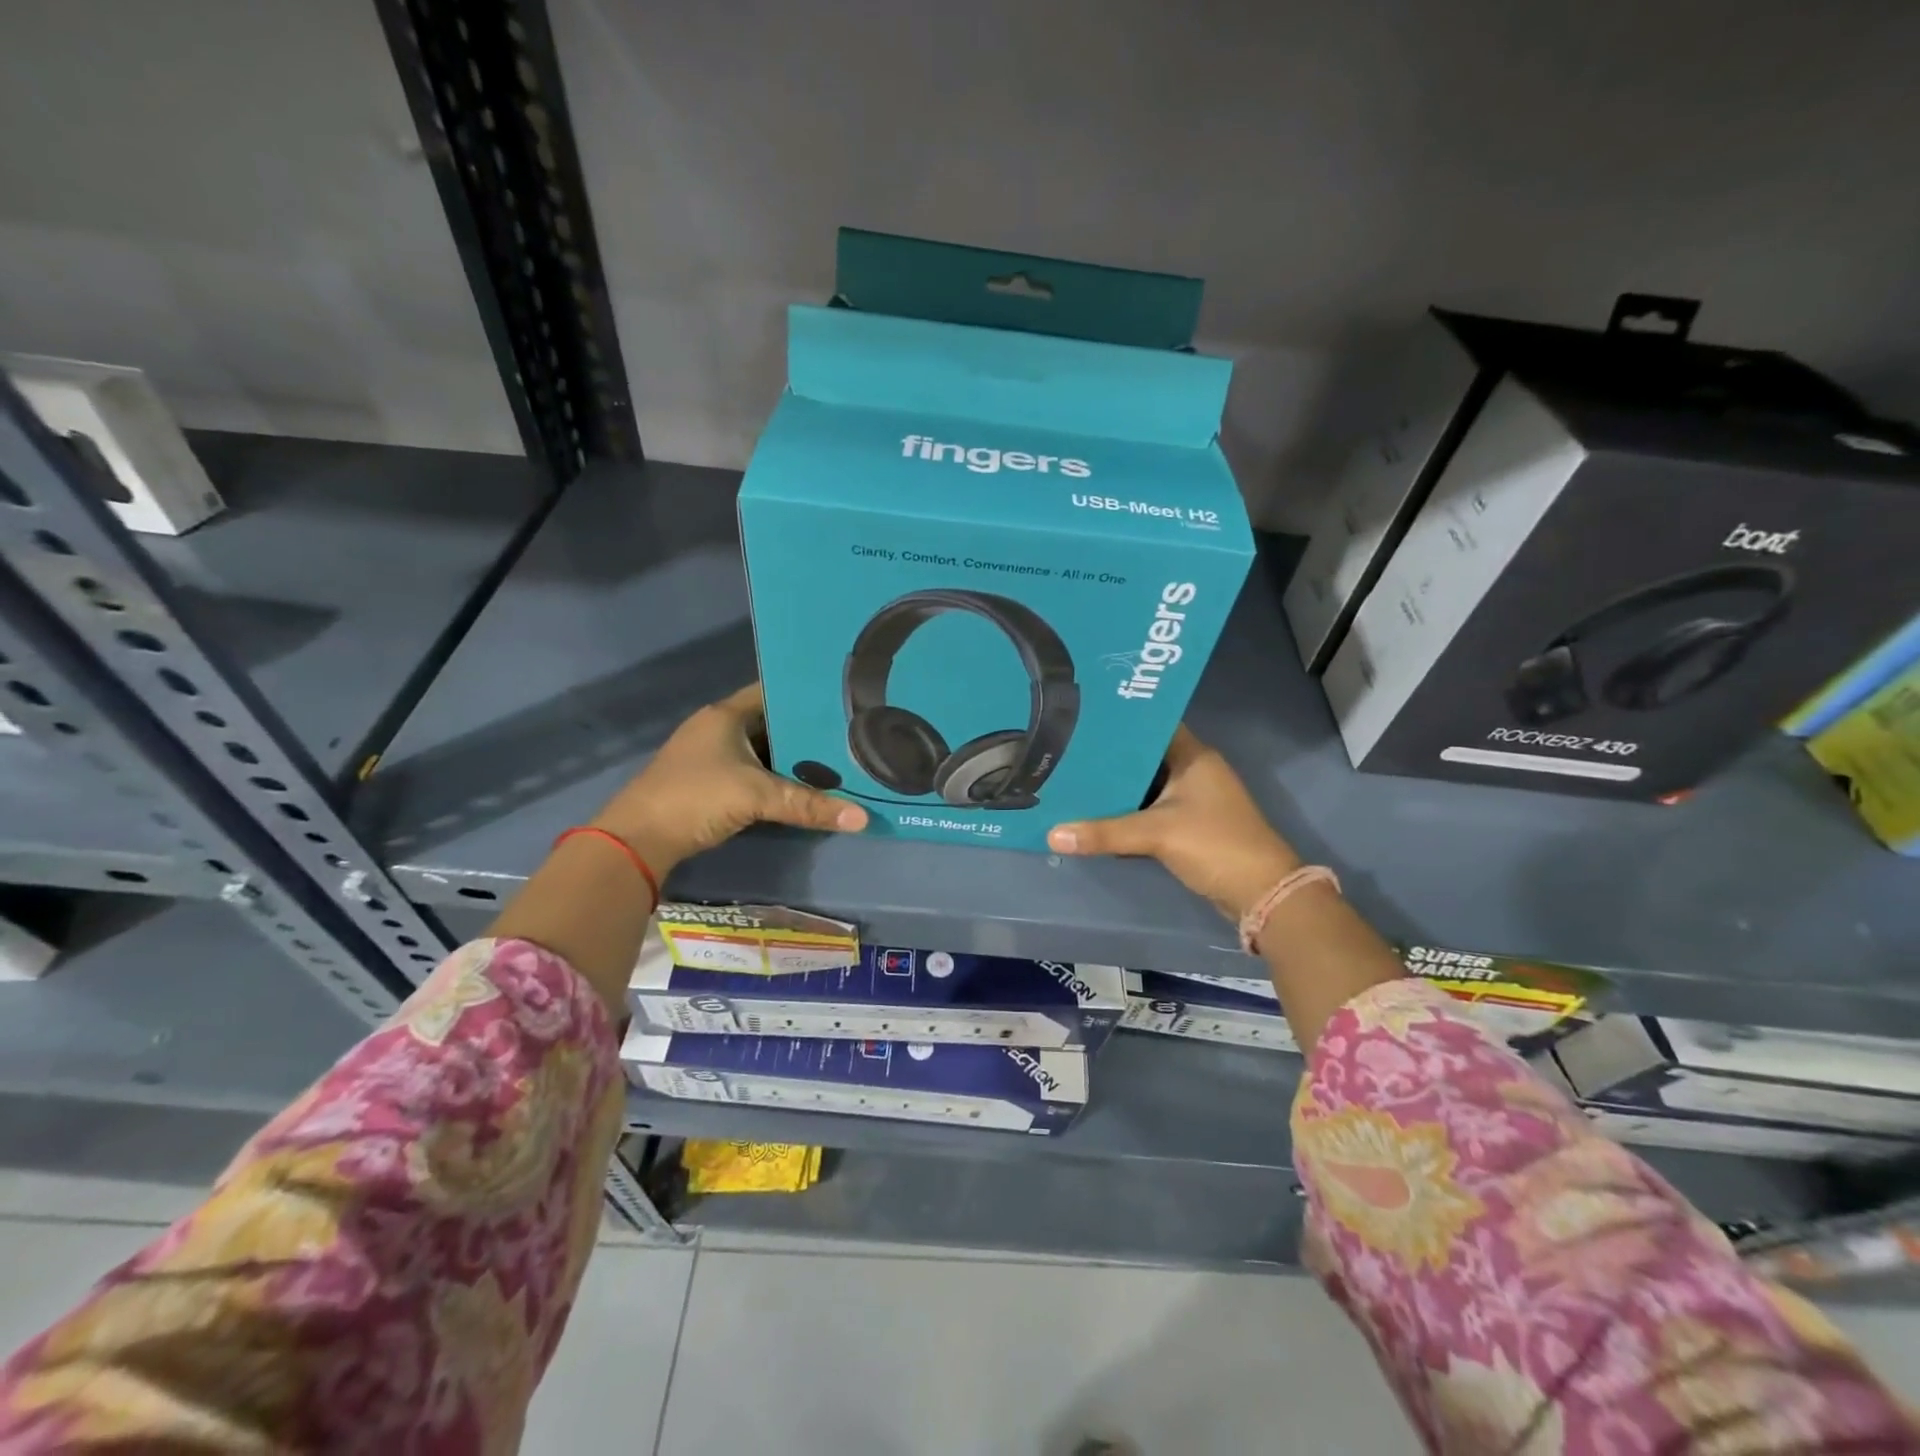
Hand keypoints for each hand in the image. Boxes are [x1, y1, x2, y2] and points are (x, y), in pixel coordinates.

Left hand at [590, 684, 866, 871]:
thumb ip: (808, 805)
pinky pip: (754, 772)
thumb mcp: (757, 796)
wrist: (638, 840)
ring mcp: (712, 757)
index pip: (773, 692)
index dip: (805, 695)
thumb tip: (862, 817)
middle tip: (850, 735)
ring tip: (838, 760)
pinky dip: (777, 778)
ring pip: (764, 750)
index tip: (842, 701)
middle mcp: (719, 729)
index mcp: (726, 715)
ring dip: (793, 758)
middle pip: (772, 723)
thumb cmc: (696, 797)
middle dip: (807, 731)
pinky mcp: (711, 783)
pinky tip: (805, 787)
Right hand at [1048, 726, 1299, 919]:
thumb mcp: (1156, 834)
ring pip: (1145, 785)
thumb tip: (1052, 835)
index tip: (1082, 718)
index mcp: (1193, 756)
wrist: (1261, 892)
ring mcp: (1192, 800)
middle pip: (1143, 756)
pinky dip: (1127, 812)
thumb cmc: (1214, 844)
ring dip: (1116, 787)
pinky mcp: (1188, 825)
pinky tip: (1095, 813)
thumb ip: (1104, 832)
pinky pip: (1150, 810)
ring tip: (1073, 778)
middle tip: (1067, 750)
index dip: (1120, 721)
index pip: (1151, 725)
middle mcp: (1193, 771)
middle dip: (1109, 757)